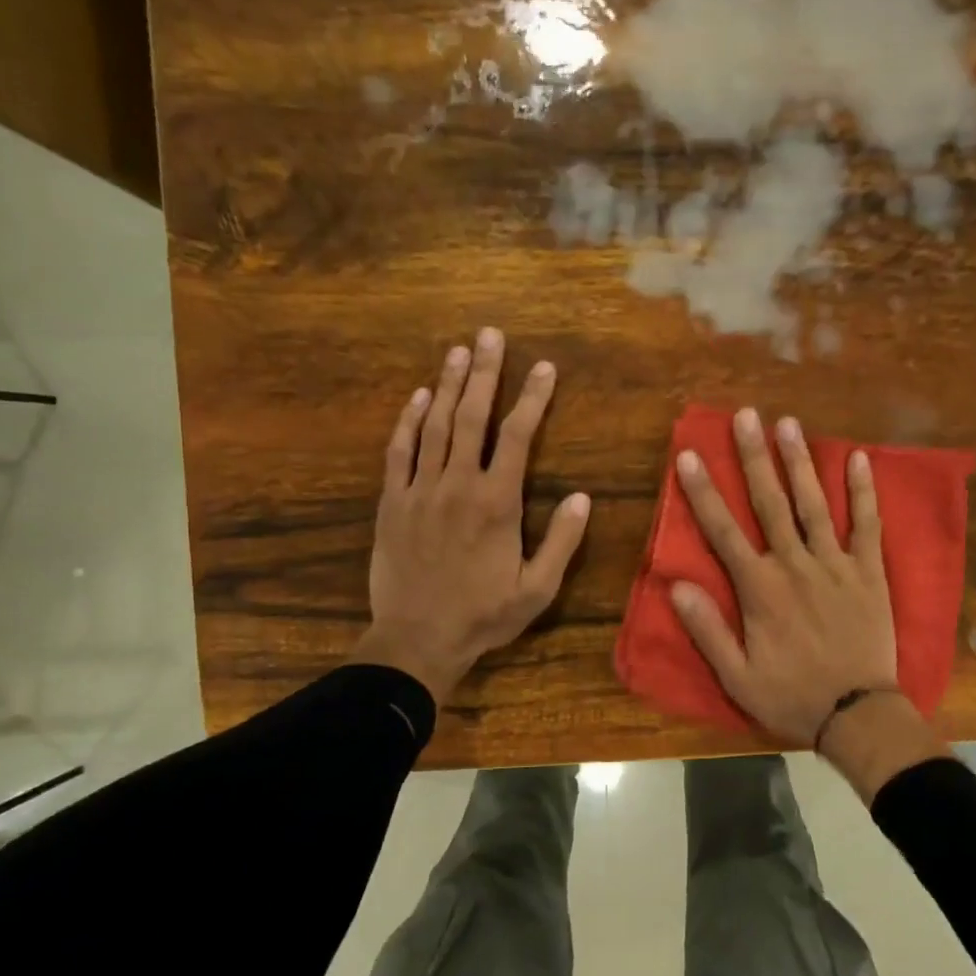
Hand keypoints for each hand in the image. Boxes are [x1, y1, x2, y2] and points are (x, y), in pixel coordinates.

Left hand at [351, 327, 590, 704]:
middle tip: (490, 335)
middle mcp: (457, 485)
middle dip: (484, 373)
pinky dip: (408, 422)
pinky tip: (418, 398)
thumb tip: (583, 497)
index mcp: (497, 503)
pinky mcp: (393, 503)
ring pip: (435, 426)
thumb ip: (561, 541)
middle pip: (472, 416)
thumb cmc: (483, 616)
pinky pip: (399, 452)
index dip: (532, 398)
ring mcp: (420, 491)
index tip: (544, 367)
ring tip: (458, 351)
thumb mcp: (537, 589)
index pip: (517, 436)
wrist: (417, 639)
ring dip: (448, 385)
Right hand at [669, 407, 900, 745]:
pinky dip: (863, 492)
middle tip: (745, 415)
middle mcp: (796, 565)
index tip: (690, 455)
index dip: (704, 492)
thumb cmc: (791, 696)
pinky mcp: (869, 572)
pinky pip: (867, 526)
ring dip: (800, 462)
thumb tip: (675, 586)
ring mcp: (836, 565)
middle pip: (770, 503)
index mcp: (760, 589)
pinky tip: (859, 459)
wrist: (858, 715)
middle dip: (754, 457)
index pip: (724, 531)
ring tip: (789, 423)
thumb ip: (707, 630)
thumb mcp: (737, 675)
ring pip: (815, 504)